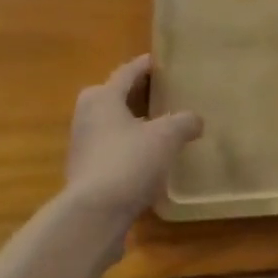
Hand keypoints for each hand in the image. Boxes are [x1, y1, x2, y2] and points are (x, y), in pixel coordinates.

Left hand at [62, 55, 202, 227]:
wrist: (93, 216)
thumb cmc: (129, 161)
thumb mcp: (166, 137)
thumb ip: (184, 122)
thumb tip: (196, 120)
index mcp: (103, 97)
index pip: (126, 72)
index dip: (145, 66)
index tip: (160, 62)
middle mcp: (86, 116)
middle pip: (114, 97)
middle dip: (136, 95)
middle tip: (161, 95)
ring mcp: (82, 147)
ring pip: (111, 125)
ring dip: (131, 124)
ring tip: (159, 128)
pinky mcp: (84, 174)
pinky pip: (110, 151)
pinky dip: (127, 149)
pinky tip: (148, 161)